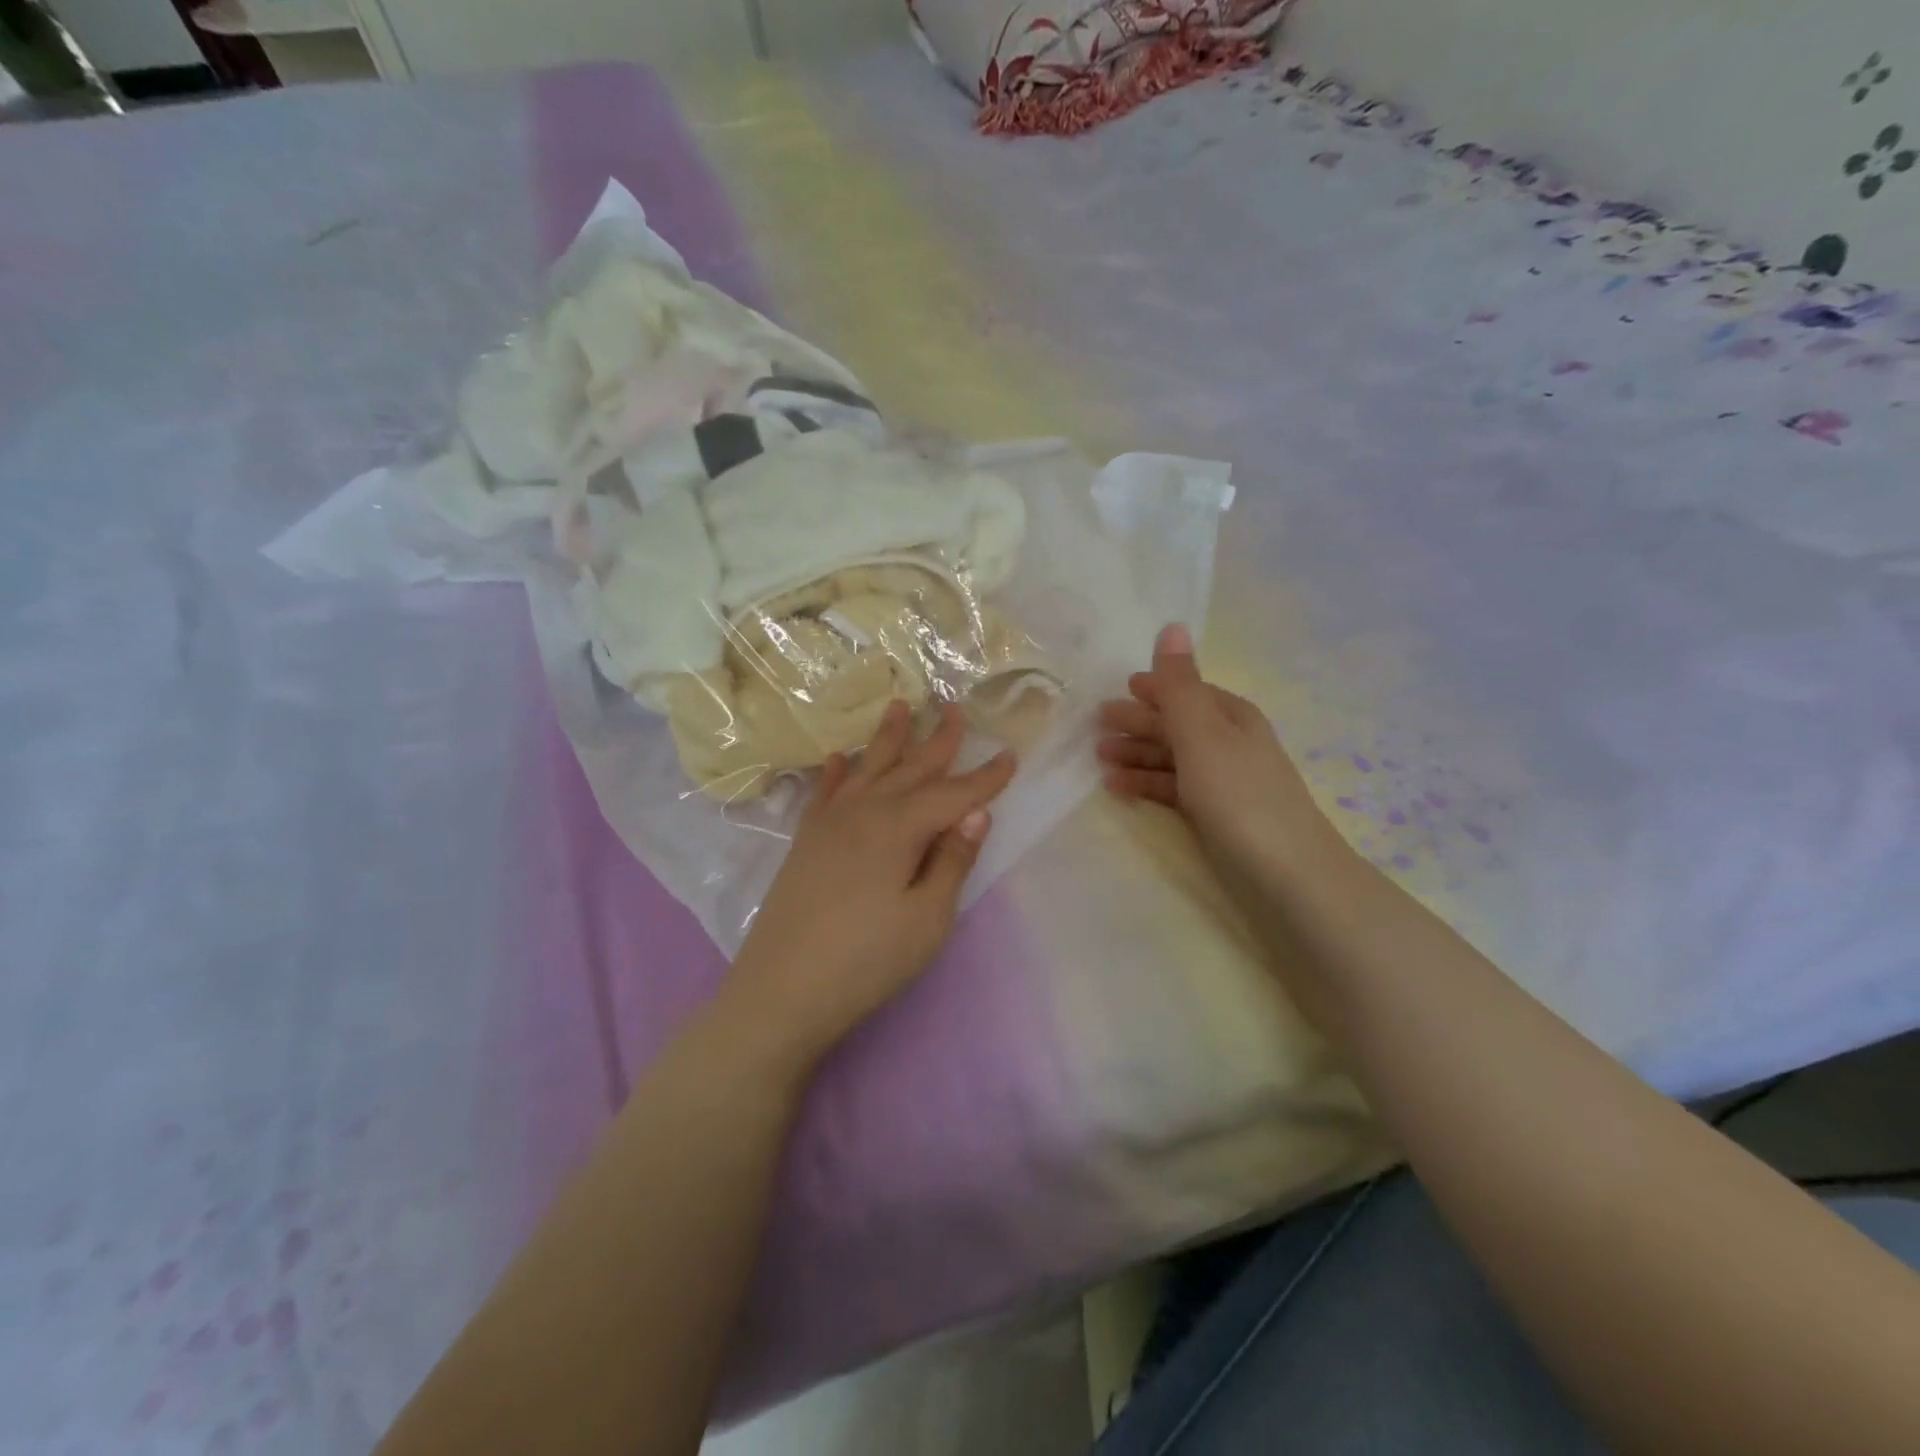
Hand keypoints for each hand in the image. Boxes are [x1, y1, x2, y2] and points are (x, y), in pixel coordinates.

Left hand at [723, 701, 1015, 1073]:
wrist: (781, 991)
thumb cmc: (866, 960)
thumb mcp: (927, 919)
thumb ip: (952, 862)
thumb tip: (976, 815)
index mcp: (898, 828)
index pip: (952, 794)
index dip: (985, 777)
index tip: (1010, 754)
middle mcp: (863, 812)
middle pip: (909, 768)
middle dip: (937, 740)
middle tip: (954, 708)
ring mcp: (829, 824)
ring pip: (866, 768)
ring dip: (887, 738)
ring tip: (900, 706)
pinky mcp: (805, 841)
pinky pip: (824, 792)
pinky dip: (834, 772)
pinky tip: (836, 758)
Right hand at [1098, 624, 1332, 883]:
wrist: (1287, 873)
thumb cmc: (1238, 795)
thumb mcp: (1203, 734)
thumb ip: (1179, 686)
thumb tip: (1172, 625)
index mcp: (1231, 716)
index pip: (1187, 691)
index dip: (1156, 687)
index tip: (1120, 688)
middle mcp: (1229, 742)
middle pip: (1176, 723)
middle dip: (1139, 722)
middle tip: (1097, 725)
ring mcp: (1223, 780)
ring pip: (1172, 757)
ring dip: (1137, 754)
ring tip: (1100, 758)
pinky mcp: (1215, 814)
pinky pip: (1173, 788)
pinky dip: (1146, 784)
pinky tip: (1118, 789)